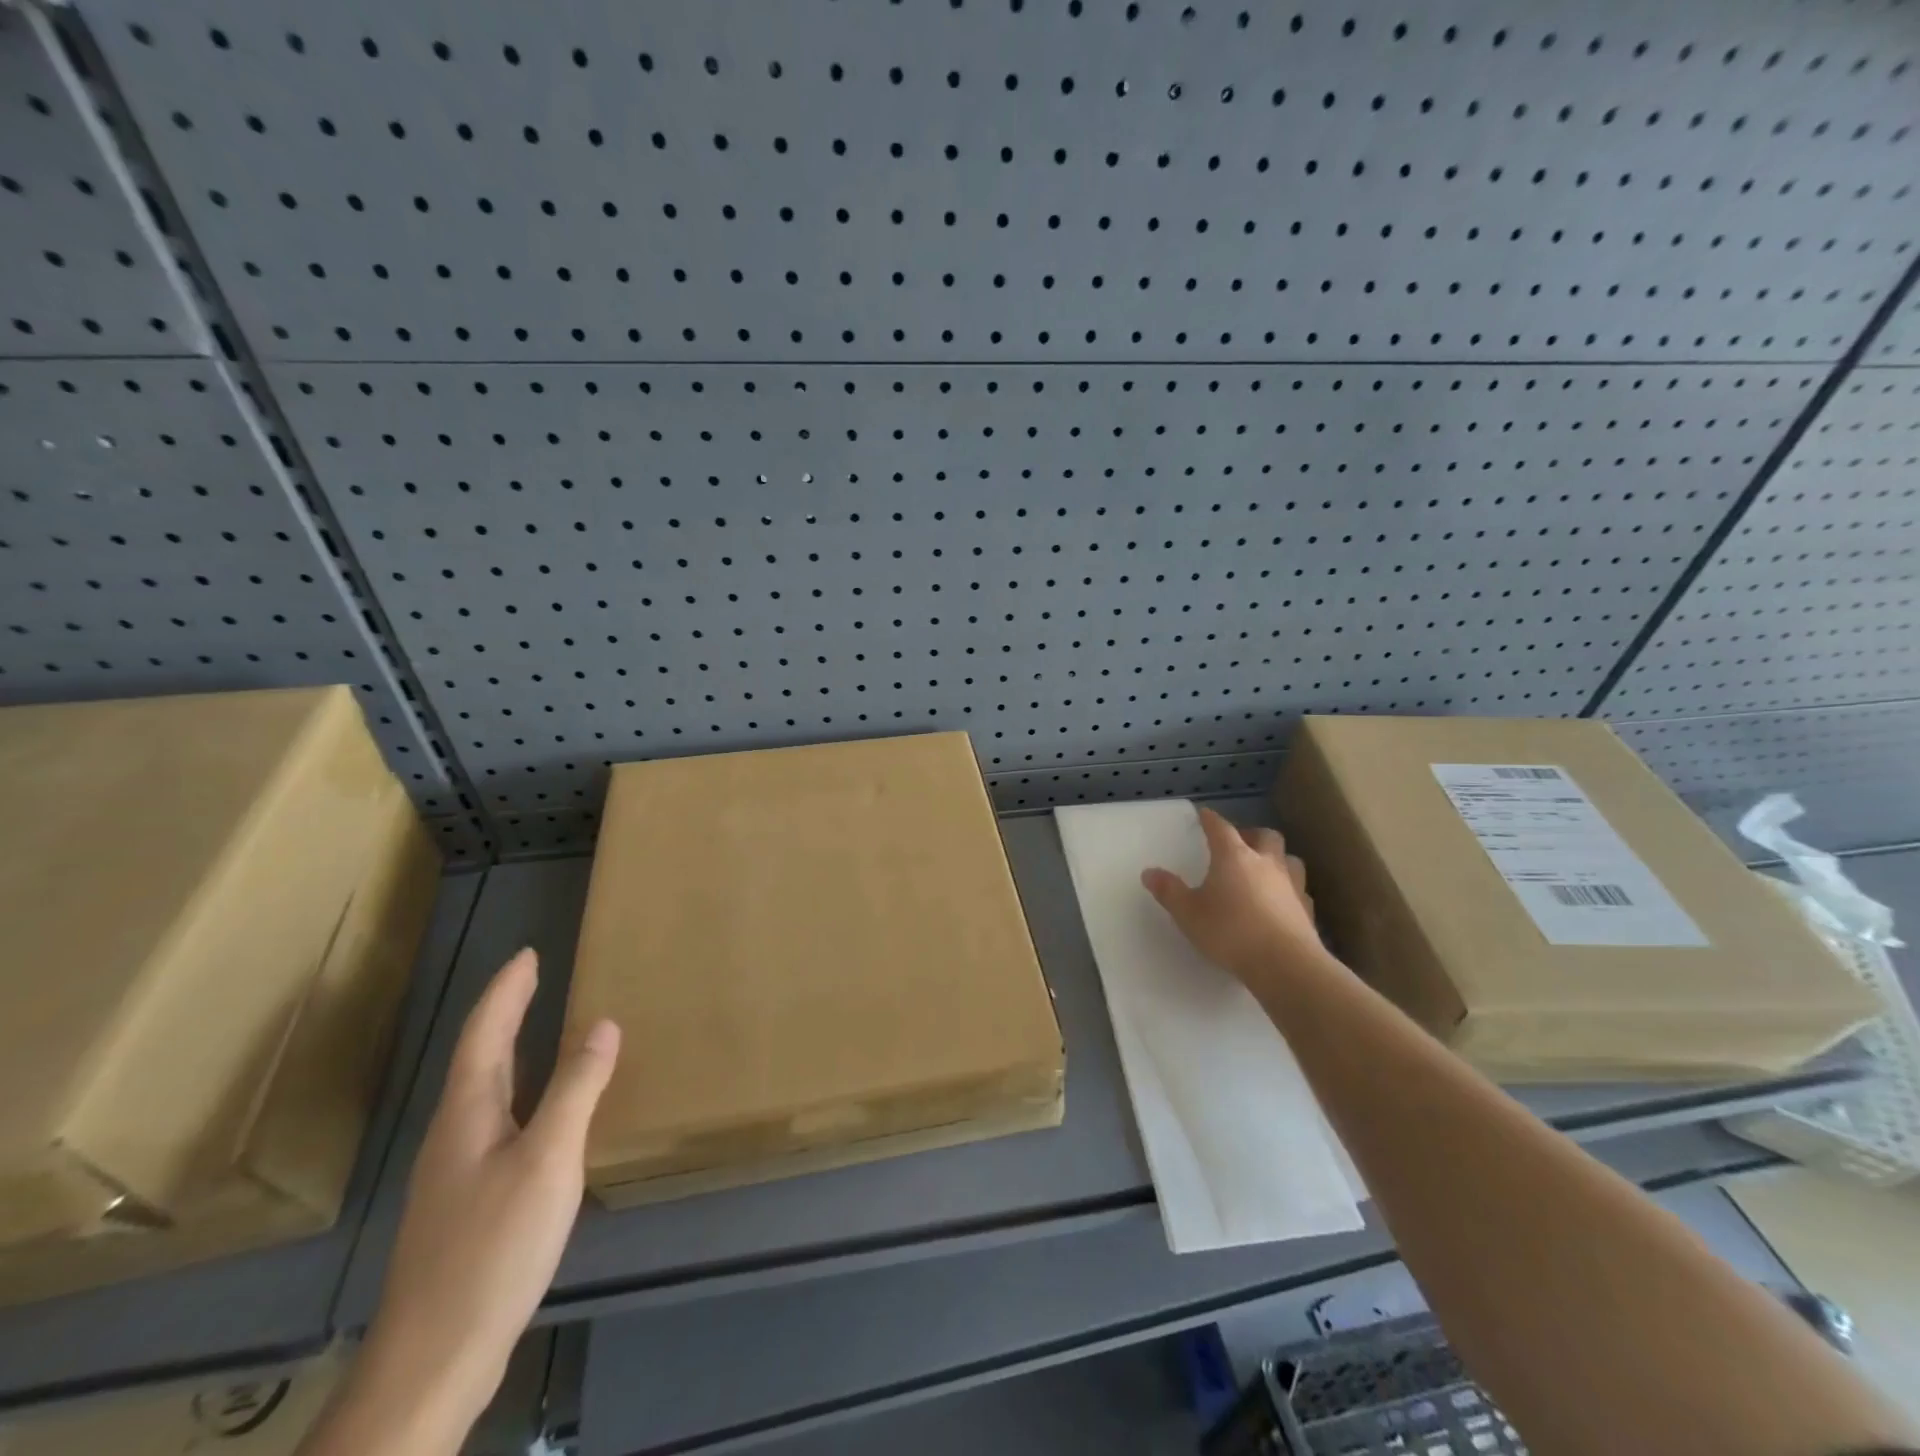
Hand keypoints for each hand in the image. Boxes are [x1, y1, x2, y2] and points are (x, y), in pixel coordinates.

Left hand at [360, 949, 619, 1431]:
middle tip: (535, 979)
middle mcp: (454, 1134)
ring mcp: (456, 1173)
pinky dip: (521, 1094)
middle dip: (506, 1014)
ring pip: (486, 1092)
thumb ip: (577, 1089)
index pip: (484, 1033)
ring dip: (511, 1052)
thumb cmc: (493, 1248)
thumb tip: (604, 1024)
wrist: (433, 1360)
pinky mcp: (467, 1204)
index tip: (528, 954)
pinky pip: (497, 1123)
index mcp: (467, 1113)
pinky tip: (541, 1114)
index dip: (506, 991)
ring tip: (541, 1031)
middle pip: (479, 1058)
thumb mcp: (548, 1160)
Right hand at [1141, 806, 1324, 984]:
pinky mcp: (1307, 909)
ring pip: (1289, 858)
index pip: (1221, 828)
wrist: (1285, 964)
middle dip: (1251, 834)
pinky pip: (1299, 889)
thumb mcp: (1188, 913)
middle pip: (1265, 836)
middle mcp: (1266, 863)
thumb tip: (1149, 872)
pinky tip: (1280, 901)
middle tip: (1239, 843)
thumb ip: (1169, 891)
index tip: (1204, 814)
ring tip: (1264, 868)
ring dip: (1276, 858)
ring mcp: (1291, 885)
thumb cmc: (1230, 932)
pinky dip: (1288, 888)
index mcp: (1234, 857)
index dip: (1210, 819)